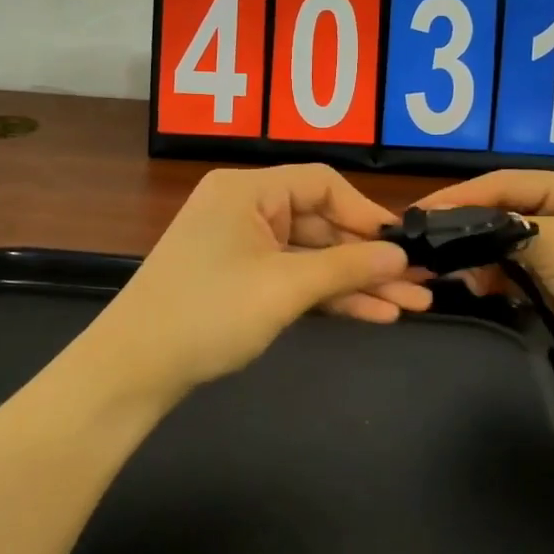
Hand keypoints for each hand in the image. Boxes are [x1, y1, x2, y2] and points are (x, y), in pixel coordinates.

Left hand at [93, 165, 431, 398]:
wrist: (133, 369)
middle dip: (369, 258)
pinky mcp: (240, 280)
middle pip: (321, 223)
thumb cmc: (209, 313)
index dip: (367, 214)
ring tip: (410, 307)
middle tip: (419, 285)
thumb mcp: (284, 287)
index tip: (403, 246)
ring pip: (311, 257)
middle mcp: (245, 209)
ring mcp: (242, 246)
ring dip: (356, 282)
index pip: (323, 184)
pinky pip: (293, 278)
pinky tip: (372, 314)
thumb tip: (400, 256)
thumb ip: (346, 267)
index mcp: (248, 190)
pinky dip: (327, 295)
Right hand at [420, 171, 553, 393]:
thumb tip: (450, 228)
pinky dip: (492, 278)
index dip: (460, 196)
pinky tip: (477, 288)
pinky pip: (511, 272)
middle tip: (428, 248)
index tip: (419, 214)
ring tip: (454, 274)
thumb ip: (504, 229)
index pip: (504, 183)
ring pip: (502, 244)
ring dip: (478, 257)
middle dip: (466, 228)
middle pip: (501, 211)